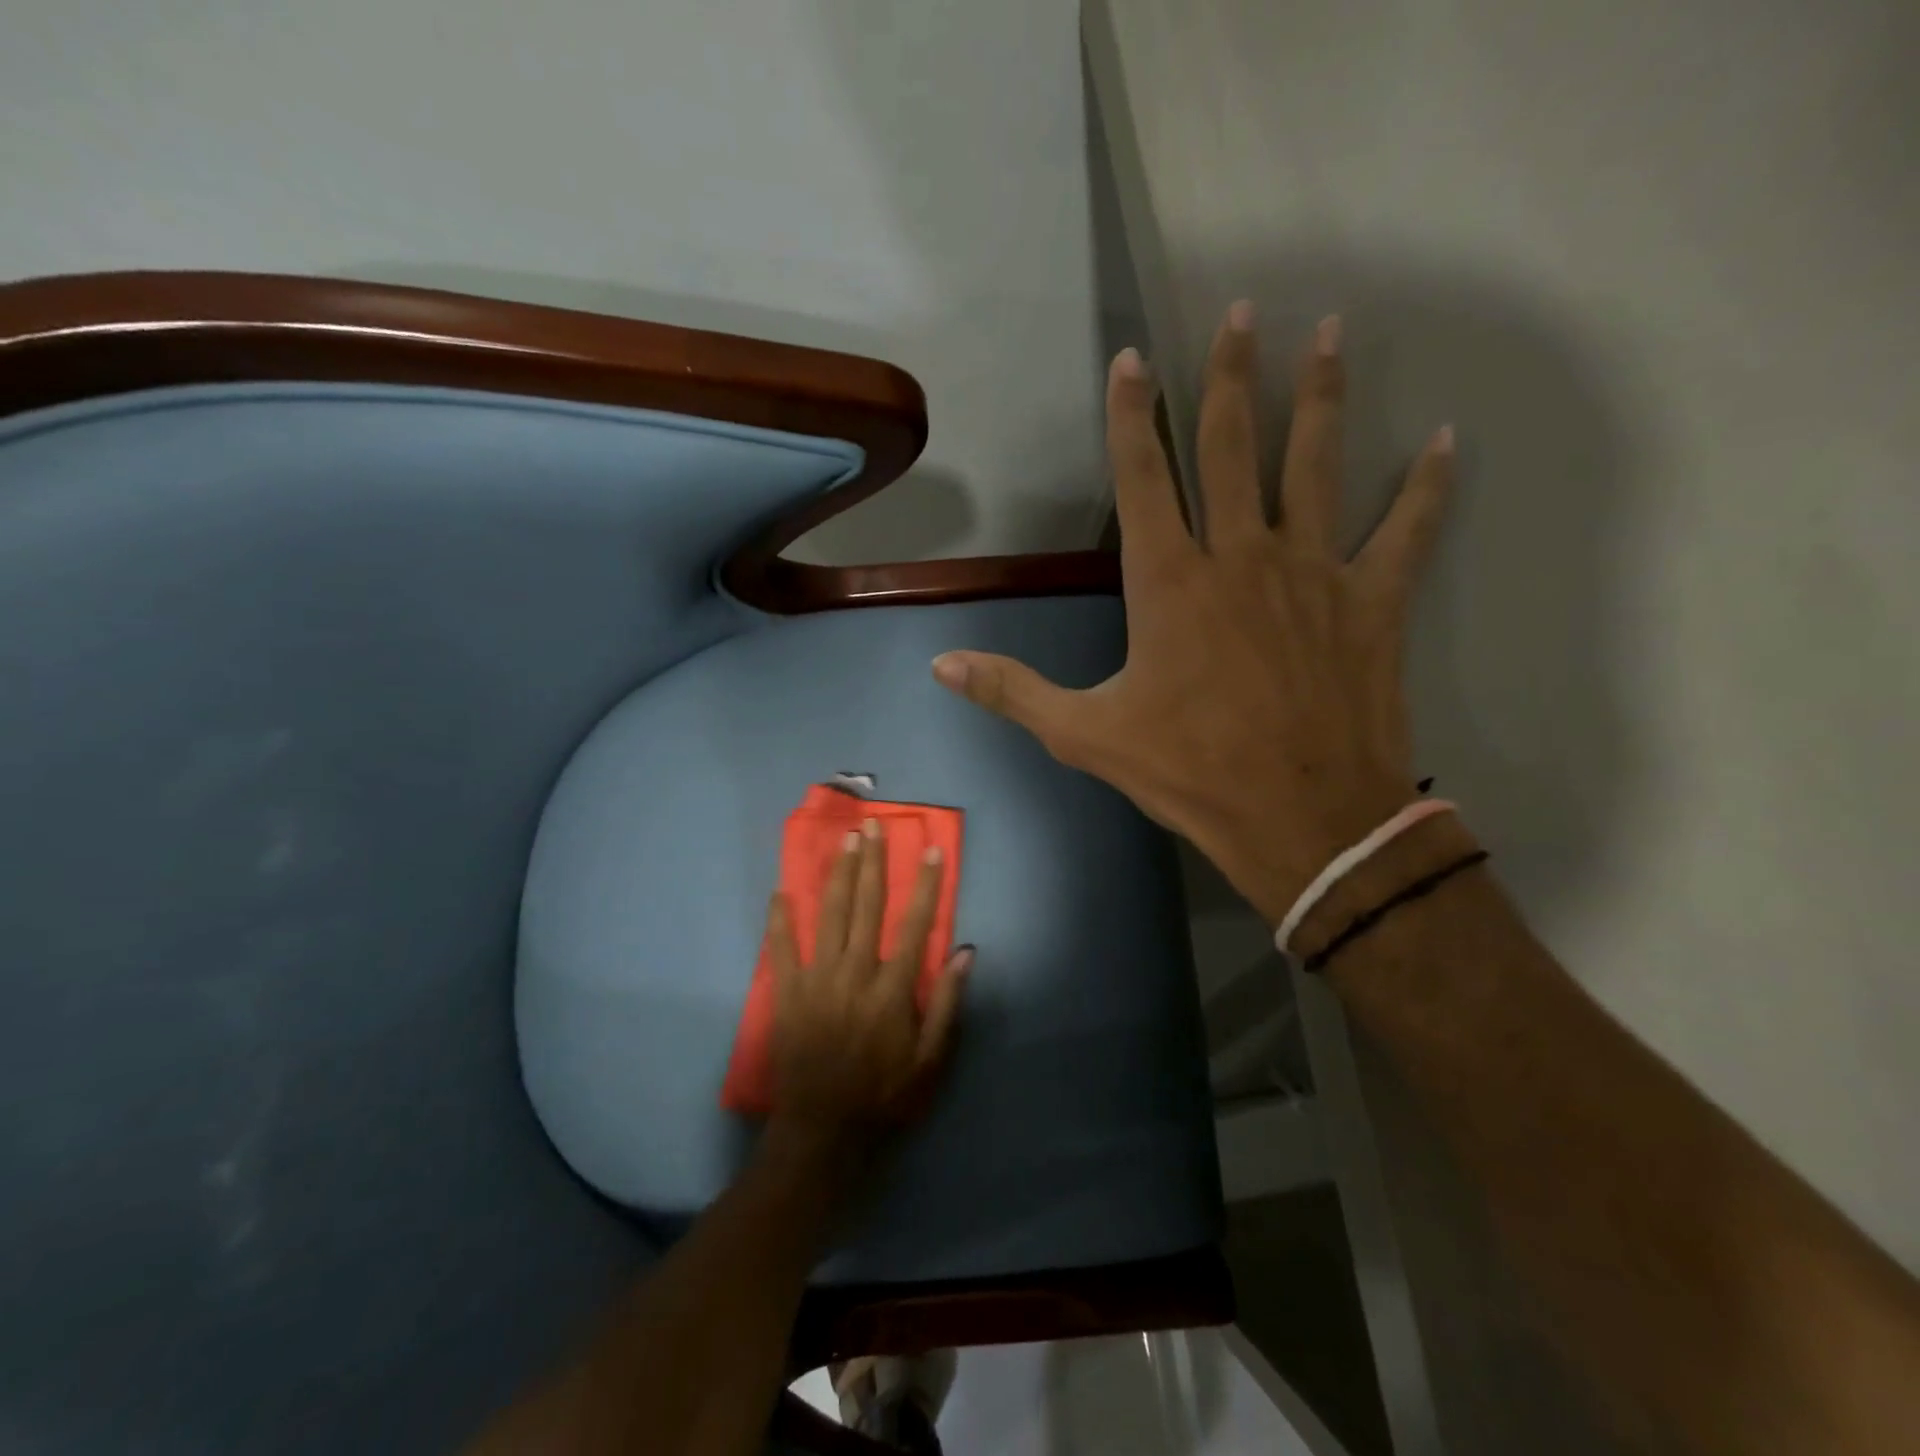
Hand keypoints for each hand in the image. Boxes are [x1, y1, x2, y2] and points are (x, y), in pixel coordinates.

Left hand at [765, 819, 970, 1140]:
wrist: (824, 1134)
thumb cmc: (885, 1096)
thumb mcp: (931, 1060)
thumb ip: (947, 1003)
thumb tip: (966, 952)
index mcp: (893, 989)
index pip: (915, 924)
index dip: (925, 884)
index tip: (930, 849)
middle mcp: (856, 974)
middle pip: (867, 907)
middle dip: (872, 863)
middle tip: (873, 827)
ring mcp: (818, 982)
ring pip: (829, 916)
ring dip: (837, 875)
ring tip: (843, 841)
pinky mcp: (788, 995)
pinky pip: (782, 949)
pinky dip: (780, 919)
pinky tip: (780, 891)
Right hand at [932, 307, 1454, 924]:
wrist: (1301, 818)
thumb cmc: (1189, 772)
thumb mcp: (1085, 735)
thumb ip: (1012, 691)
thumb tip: (940, 665)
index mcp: (1170, 581)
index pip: (1143, 476)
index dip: (1130, 415)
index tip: (1132, 357)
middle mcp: (1241, 555)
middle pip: (1232, 446)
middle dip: (1231, 375)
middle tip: (1245, 310)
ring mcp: (1313, 571)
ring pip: (1316, 464)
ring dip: (1321, 396)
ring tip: (1332, 331)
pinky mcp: (1371, 601)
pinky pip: (1405, 530)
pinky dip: (1428, 487)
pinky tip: (1447, 440)